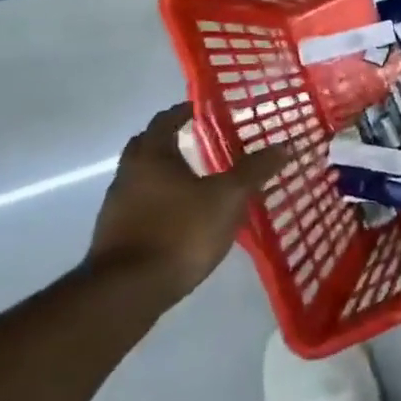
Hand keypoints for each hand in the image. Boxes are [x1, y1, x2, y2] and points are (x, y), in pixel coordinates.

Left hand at [86, 103, 287, 302]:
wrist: (127, 292)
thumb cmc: (180, 231)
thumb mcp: (228, 197)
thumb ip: (254, 170)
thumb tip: (284, 145)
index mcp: (152, 156)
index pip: (165, 120)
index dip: (184, 111)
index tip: (203, 108)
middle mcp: (128, 175)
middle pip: (148, 147)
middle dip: (171, 140)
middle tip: (200, 139)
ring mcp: (117, 207)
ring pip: (143, 178)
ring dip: (166, 173)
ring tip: (198, 179)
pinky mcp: (116, 236)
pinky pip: (141, 206)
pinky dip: (161, 201)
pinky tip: (183, 216)